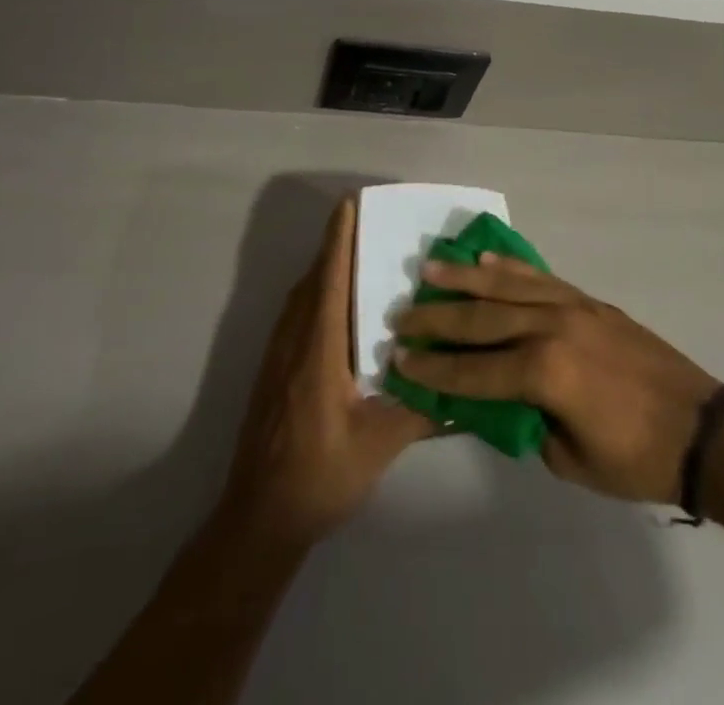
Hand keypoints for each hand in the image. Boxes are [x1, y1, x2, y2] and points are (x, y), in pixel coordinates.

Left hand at [220, 195, 436, 546]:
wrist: (258, 520)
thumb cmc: (319, 476)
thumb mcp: (380, 444)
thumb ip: (422, 409)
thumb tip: (465, 384)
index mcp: (319, 350)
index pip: (330, 280)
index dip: (338, 240)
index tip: (349, 204)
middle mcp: (294, 342)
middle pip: (314, 280)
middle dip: (336, 246)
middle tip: (367, 222)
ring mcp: (278, 356)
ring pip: (301, 297)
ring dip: (325, 269)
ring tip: (358, 255)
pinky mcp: (274, 372)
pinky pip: (296, 315)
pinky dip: (316, 294)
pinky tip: (340, 308)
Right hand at [391, 256, 721, 503]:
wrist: (699, 427)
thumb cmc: (635, 457)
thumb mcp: (569, 460)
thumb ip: (525, 424)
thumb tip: (494, 401)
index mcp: (545, 372)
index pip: (474, 369)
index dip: (434, 369)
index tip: (399, 360)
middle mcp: (551, 327)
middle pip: (481, 318)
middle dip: (437, 318)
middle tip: (401, 314)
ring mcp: (572, 306)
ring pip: (506, 286)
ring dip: (464, 278)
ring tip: (429, 269)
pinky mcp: (588, 299)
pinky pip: (539, 277)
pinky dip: (508, 267)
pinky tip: (484, 259)